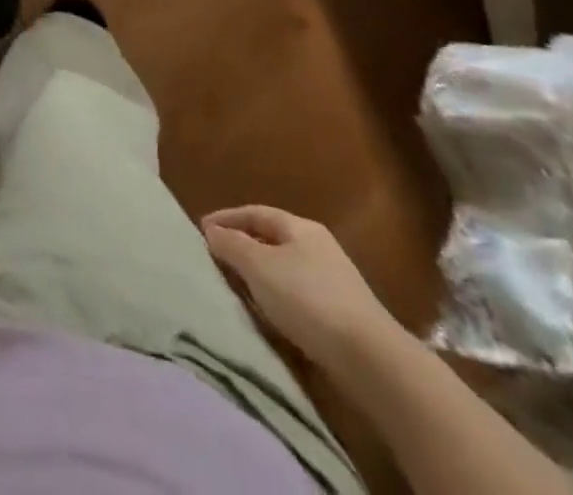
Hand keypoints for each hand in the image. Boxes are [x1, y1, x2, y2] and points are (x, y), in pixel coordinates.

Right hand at [201, 205, 404, 370]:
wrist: (371, 360)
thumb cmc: (307, 298)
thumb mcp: (259, 266)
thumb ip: (231, 245)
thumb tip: (212, 231)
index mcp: (300, 227)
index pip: (255, 212)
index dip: (226, 218)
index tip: (201, 230)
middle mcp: (319, 248)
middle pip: (271, 240)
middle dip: (242, 246)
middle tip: (215, 258)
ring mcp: (334, 282)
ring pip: (284, 269)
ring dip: (259, 275)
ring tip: (236, 287)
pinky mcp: (341, 316)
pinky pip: (297, 296)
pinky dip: (276, 298)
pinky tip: (267, 313)